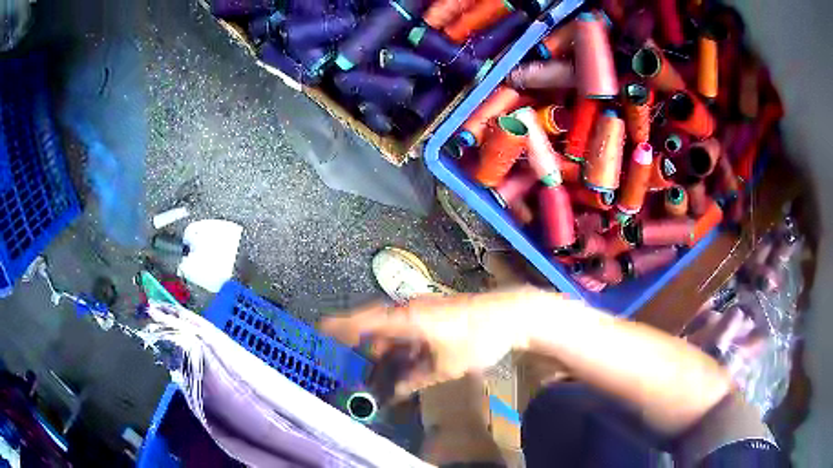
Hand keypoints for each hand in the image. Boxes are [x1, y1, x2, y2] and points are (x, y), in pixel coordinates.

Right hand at [320, 288, 546, 397]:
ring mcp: (424, 310)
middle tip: (356, 363)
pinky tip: (406, 360)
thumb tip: (397, 391)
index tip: (320, 327)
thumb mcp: (446, 366)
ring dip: (387, 347)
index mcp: (408, 319)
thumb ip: (417, 379)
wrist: (509, 315)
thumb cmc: (476, 340)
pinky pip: (409, 329)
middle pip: (378, 326)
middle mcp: (411, 310)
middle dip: (365, 345)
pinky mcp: (435, 313)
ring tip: (381, 368)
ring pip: (394, 329)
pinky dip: (402, 344)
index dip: (342, 324)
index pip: (366, 320)